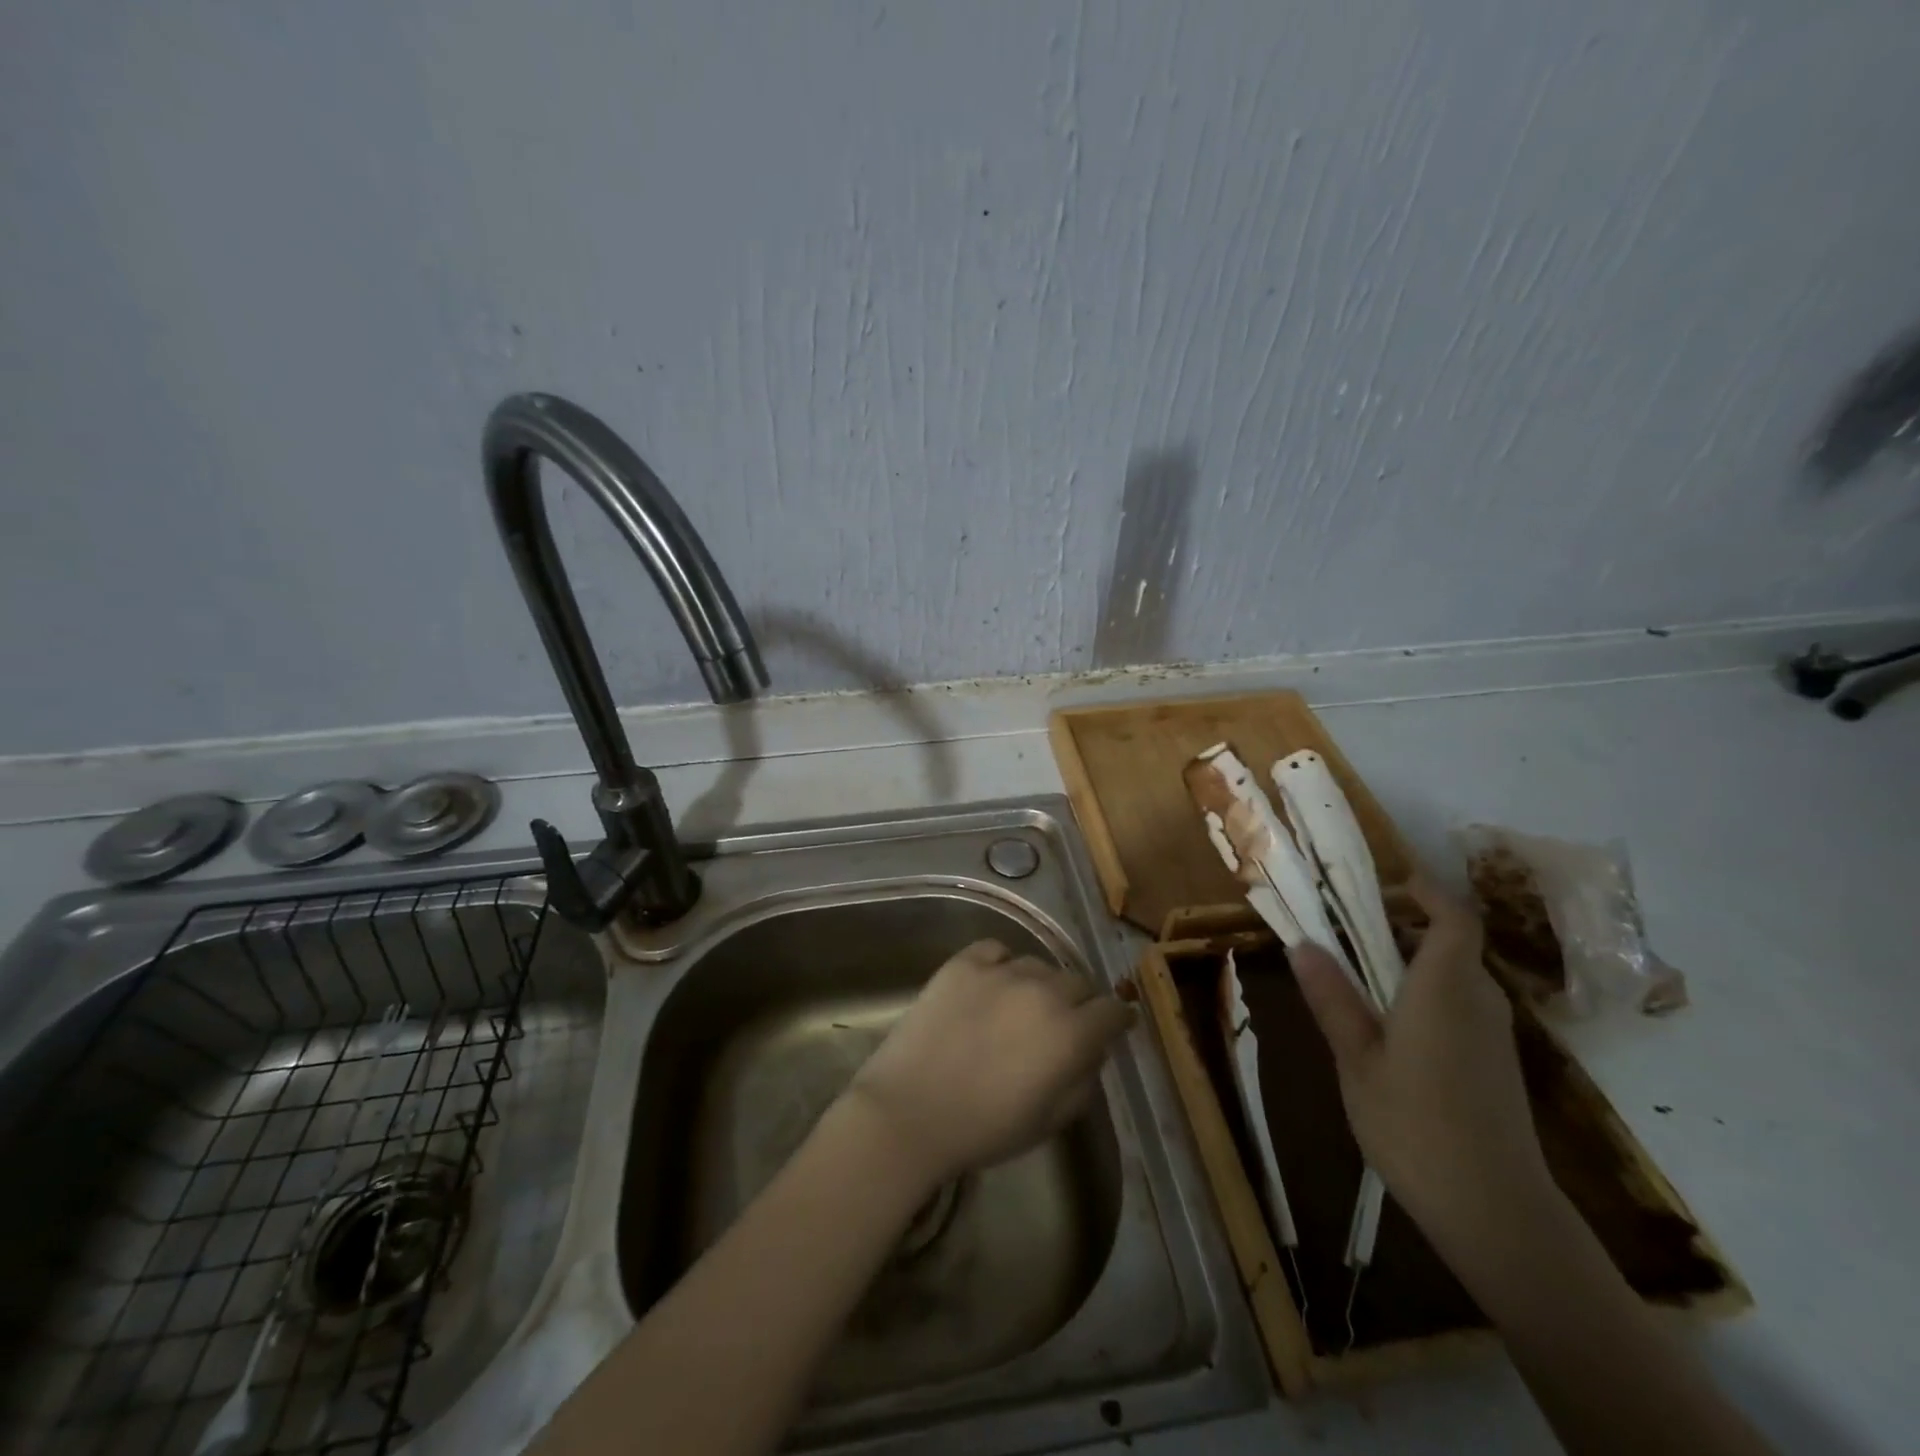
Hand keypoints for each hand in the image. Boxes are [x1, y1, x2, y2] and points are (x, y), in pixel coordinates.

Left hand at [844, 938, 1134, 1191]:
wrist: (909, 1111)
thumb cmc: (983, 1128)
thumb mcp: (1049, 1121)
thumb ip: (1081, 1083)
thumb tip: (1091, 1053)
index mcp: (1070, 1033)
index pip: (1112, 1011)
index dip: (1117, 1019)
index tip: (1114, 1026)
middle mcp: (1042, 991)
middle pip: (1078, 982)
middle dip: (1079, 1002)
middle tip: (1063, 1023)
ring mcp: (1000, 972)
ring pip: (1038, 965)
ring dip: (1040, 984)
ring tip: (1022, 1005)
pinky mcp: (963, 963)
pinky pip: (996, 950)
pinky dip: (1002, 964)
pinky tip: (992, 984)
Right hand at [1288, 876, 1556, 1257]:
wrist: (1496, 1212)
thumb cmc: (1415, 1125)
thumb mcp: (1356, 1059)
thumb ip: (1332, 997)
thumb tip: (1301, 943)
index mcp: (1446, 988)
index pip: (1454, 917)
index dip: (1426, 892)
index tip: (1385, 884)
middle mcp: (1479, 1000)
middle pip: (1450, 944)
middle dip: (1401, 930)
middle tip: (1345, 935)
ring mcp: (1495, 1034)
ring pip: (1455, 977)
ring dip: (1410, 965)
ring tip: (1357, 981)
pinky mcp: (1497, 1064)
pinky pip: (1461, 1006)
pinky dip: (1426, 996)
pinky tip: (1389, 1030)